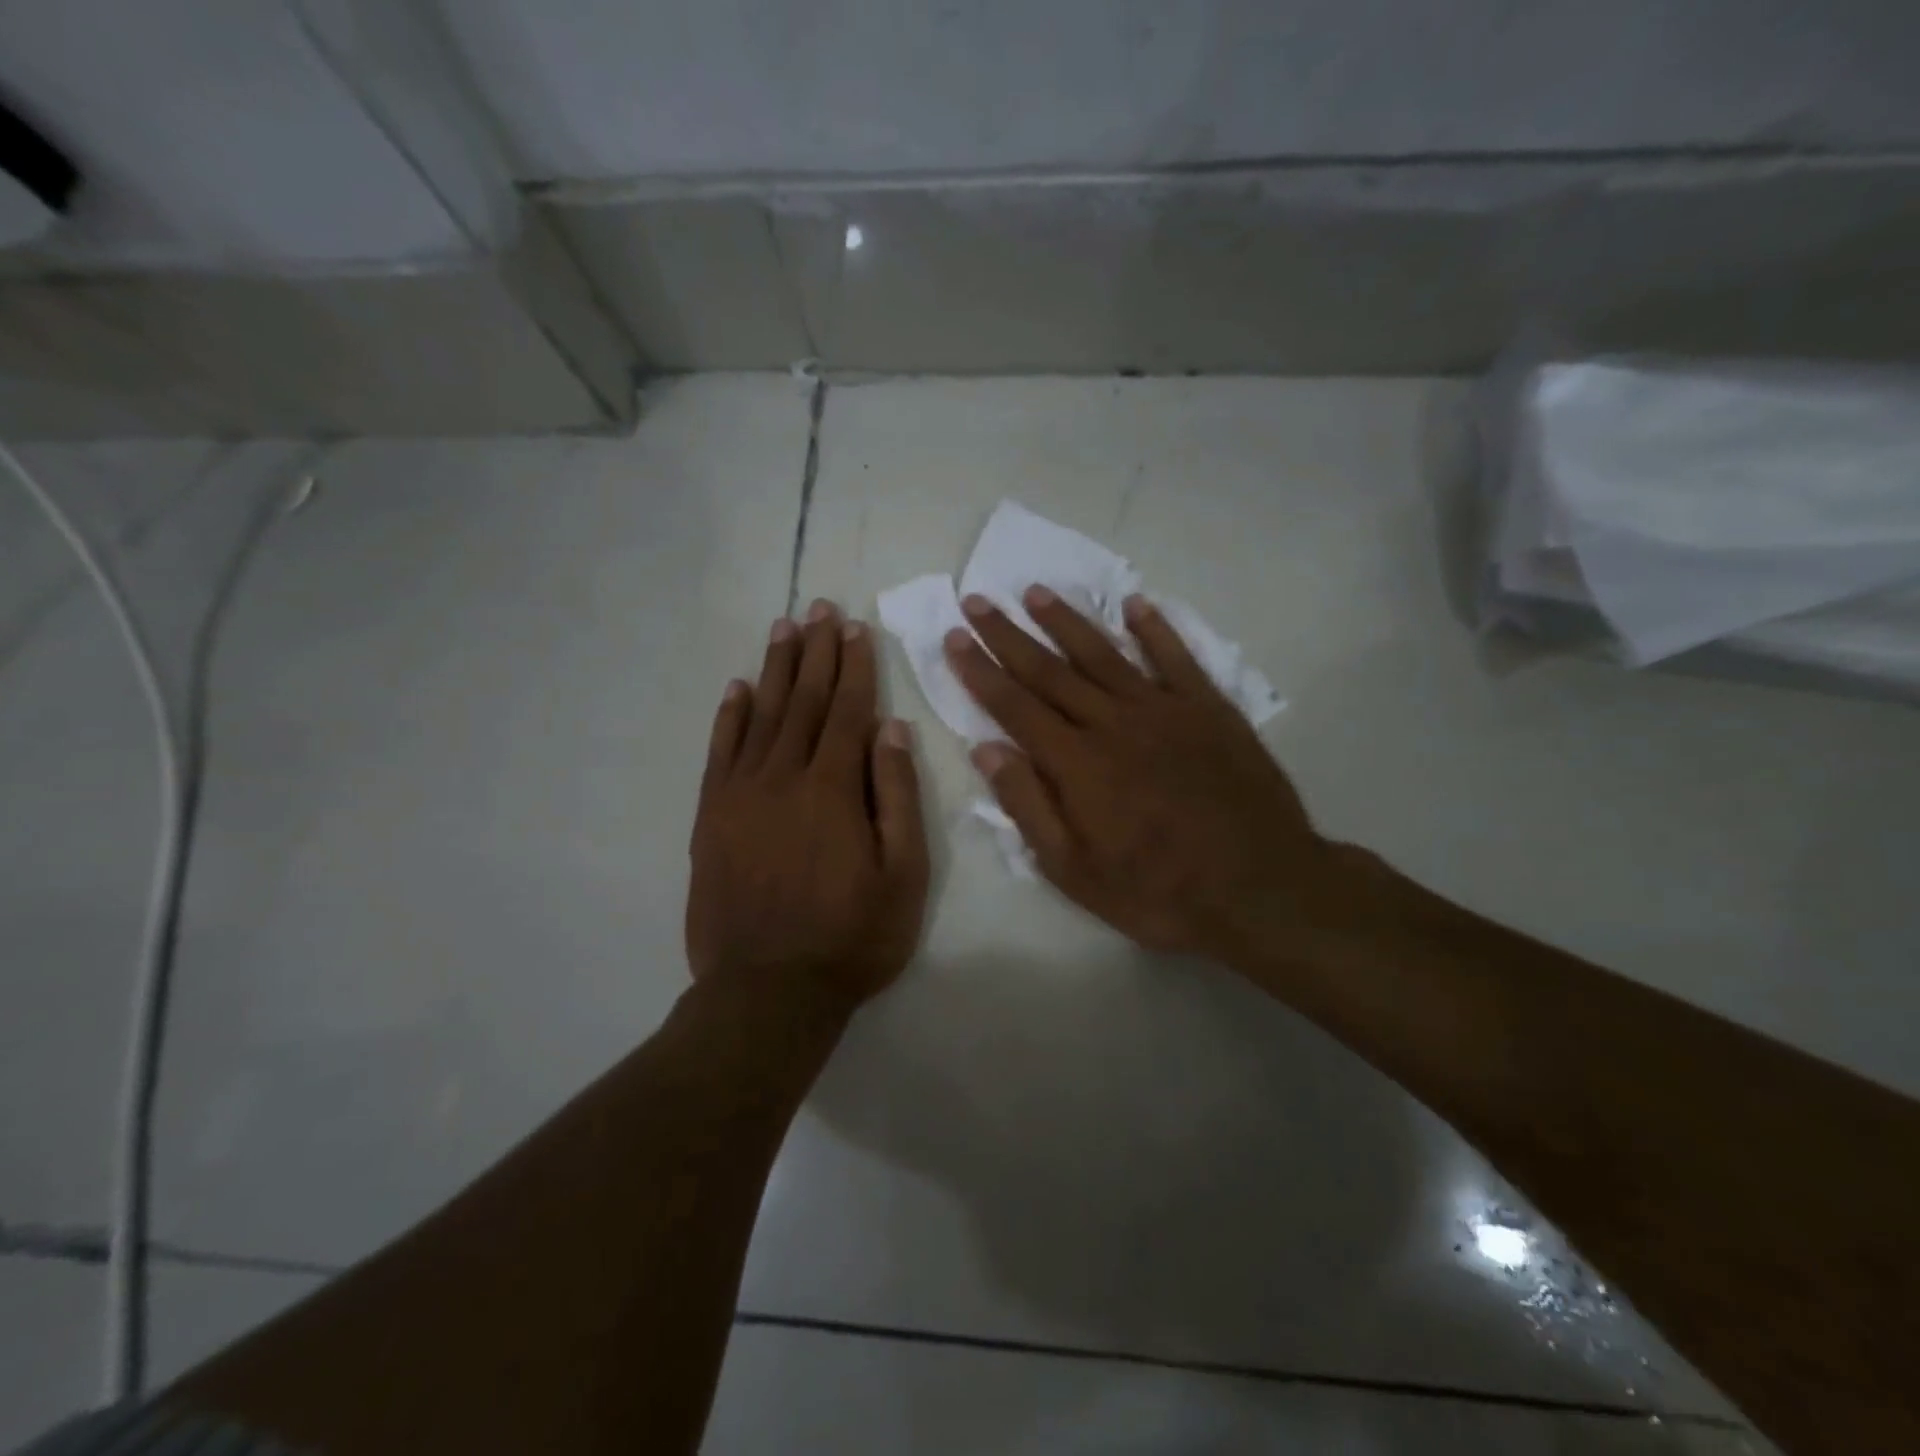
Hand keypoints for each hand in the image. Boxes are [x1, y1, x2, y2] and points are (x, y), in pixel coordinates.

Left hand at [688, 601, 929, 1009]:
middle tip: (818, 608)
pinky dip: (729, 717)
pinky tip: (737, 688)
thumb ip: (897, 797)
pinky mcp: (711, 818)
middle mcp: (783, 777)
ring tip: (783, 629)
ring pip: (761, 716)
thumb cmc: (852, 937)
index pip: (847, 711)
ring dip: (775, 670)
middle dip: (815, 652)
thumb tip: (892, 729)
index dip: (854, 666)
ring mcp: (740, 795)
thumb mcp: (903, 875)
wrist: (768, 991)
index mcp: (833, 788)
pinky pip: (720, 753)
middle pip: (803, 702)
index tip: (853, 628)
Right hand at [945, 587, 1346, 968]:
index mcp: (1076, 763)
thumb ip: (1028, 806)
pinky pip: (1176, 658)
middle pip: (1050, 670)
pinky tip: (1135, 604)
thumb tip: (986, 749)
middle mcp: (1113, 723)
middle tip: (977, 601)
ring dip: (1066, 621)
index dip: (980, 671)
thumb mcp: (1074, 870)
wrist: (1260, 889)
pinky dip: (1154, 628)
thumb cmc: (1157, 891)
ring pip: (1104, 654)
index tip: (953, 638)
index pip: (1014, 706)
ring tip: (1035, 593)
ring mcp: (1164, 710)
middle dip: (1008, 635)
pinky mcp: (1210, 709)